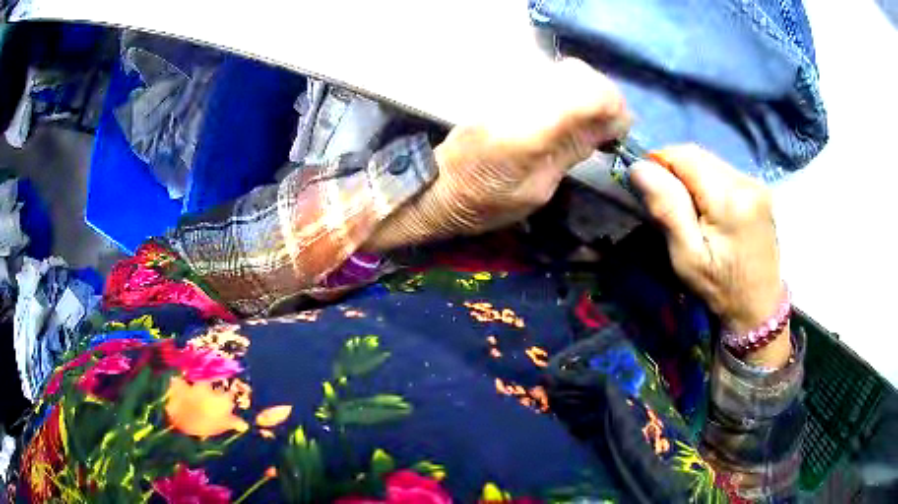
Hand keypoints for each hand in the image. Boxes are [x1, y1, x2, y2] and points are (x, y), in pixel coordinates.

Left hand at [365, 58, 630, 248]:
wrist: (439, 182)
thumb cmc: (486, 201)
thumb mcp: (538, 190)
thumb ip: (573, 149)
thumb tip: (610, 126)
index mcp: (527, 130)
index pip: (587, 93)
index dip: (614, 108)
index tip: (617, 132)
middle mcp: (516, 95)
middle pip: (579, 73)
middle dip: (602, 99)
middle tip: (601, 129)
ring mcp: (505, 83)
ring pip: (563, 69)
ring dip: (583, 93)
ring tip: (583, 123)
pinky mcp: (500, 82)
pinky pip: (545, 74)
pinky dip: (564, 90)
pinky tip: (561, 113)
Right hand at [631, 145, 787, 364]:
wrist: (760, 307)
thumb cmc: (721, 289)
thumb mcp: (688, 258)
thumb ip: (667, 210)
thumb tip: (639, 168)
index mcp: (729, 199)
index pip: (684, 155)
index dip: (660, 163)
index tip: (651, 190)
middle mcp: (746, 181)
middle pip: (698, 154)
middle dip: (675, 170)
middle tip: (669, 205)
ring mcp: (756, 183)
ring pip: (710, 161)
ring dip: (691, 176)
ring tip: (690, 210)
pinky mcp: (759, 189)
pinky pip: (723, 171)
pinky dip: (708, 182)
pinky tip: (709, 208)